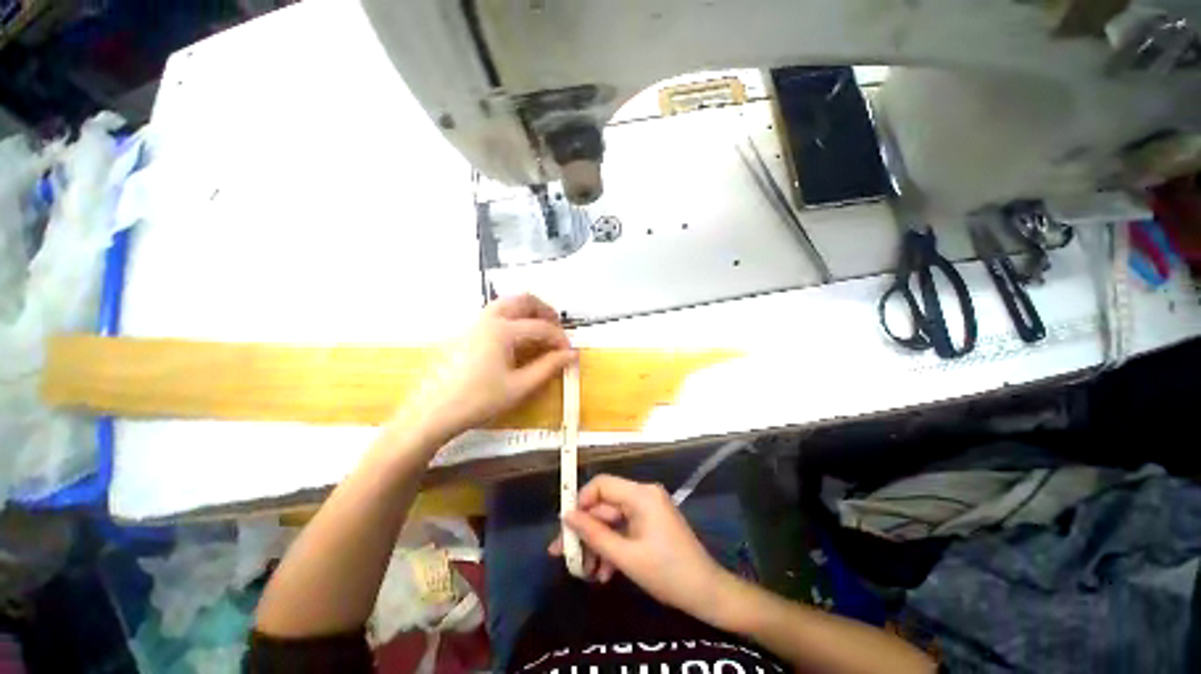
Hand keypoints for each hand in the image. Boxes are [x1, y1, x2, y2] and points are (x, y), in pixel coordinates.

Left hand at [405, 294, 573, 439]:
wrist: (432, 413)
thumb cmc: (478, 400)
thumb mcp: (519, 386)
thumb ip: (549, 367)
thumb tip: (571, 355)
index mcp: (502, 329)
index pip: (541, 327)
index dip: (560, 339)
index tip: (570, 353)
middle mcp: (488, 318)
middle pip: (523, 300)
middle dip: (545, 312)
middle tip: (557, 331)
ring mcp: (474, 323)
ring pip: (508, 304)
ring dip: (529, 312)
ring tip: (541, 332)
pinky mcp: (467, 332)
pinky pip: (496, 314)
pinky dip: (514, 318)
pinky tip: (518, 340)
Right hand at [550, 475, 730, 620]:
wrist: (707, 593)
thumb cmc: (667, 573)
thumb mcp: (626, 557)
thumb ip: (594, 534)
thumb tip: (566, 516)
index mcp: (641, 494)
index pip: (602, 484)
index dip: (581, 502)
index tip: (566, 527)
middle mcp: (643, 495)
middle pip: (605, 505)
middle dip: (586, 531)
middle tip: (565, 556)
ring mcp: (648, 509)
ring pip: (612, 520)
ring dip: (598, 544)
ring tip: (585, 572)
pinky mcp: (650, 522)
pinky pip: (624, 528)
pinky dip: (612, 547)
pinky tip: (603, 573)